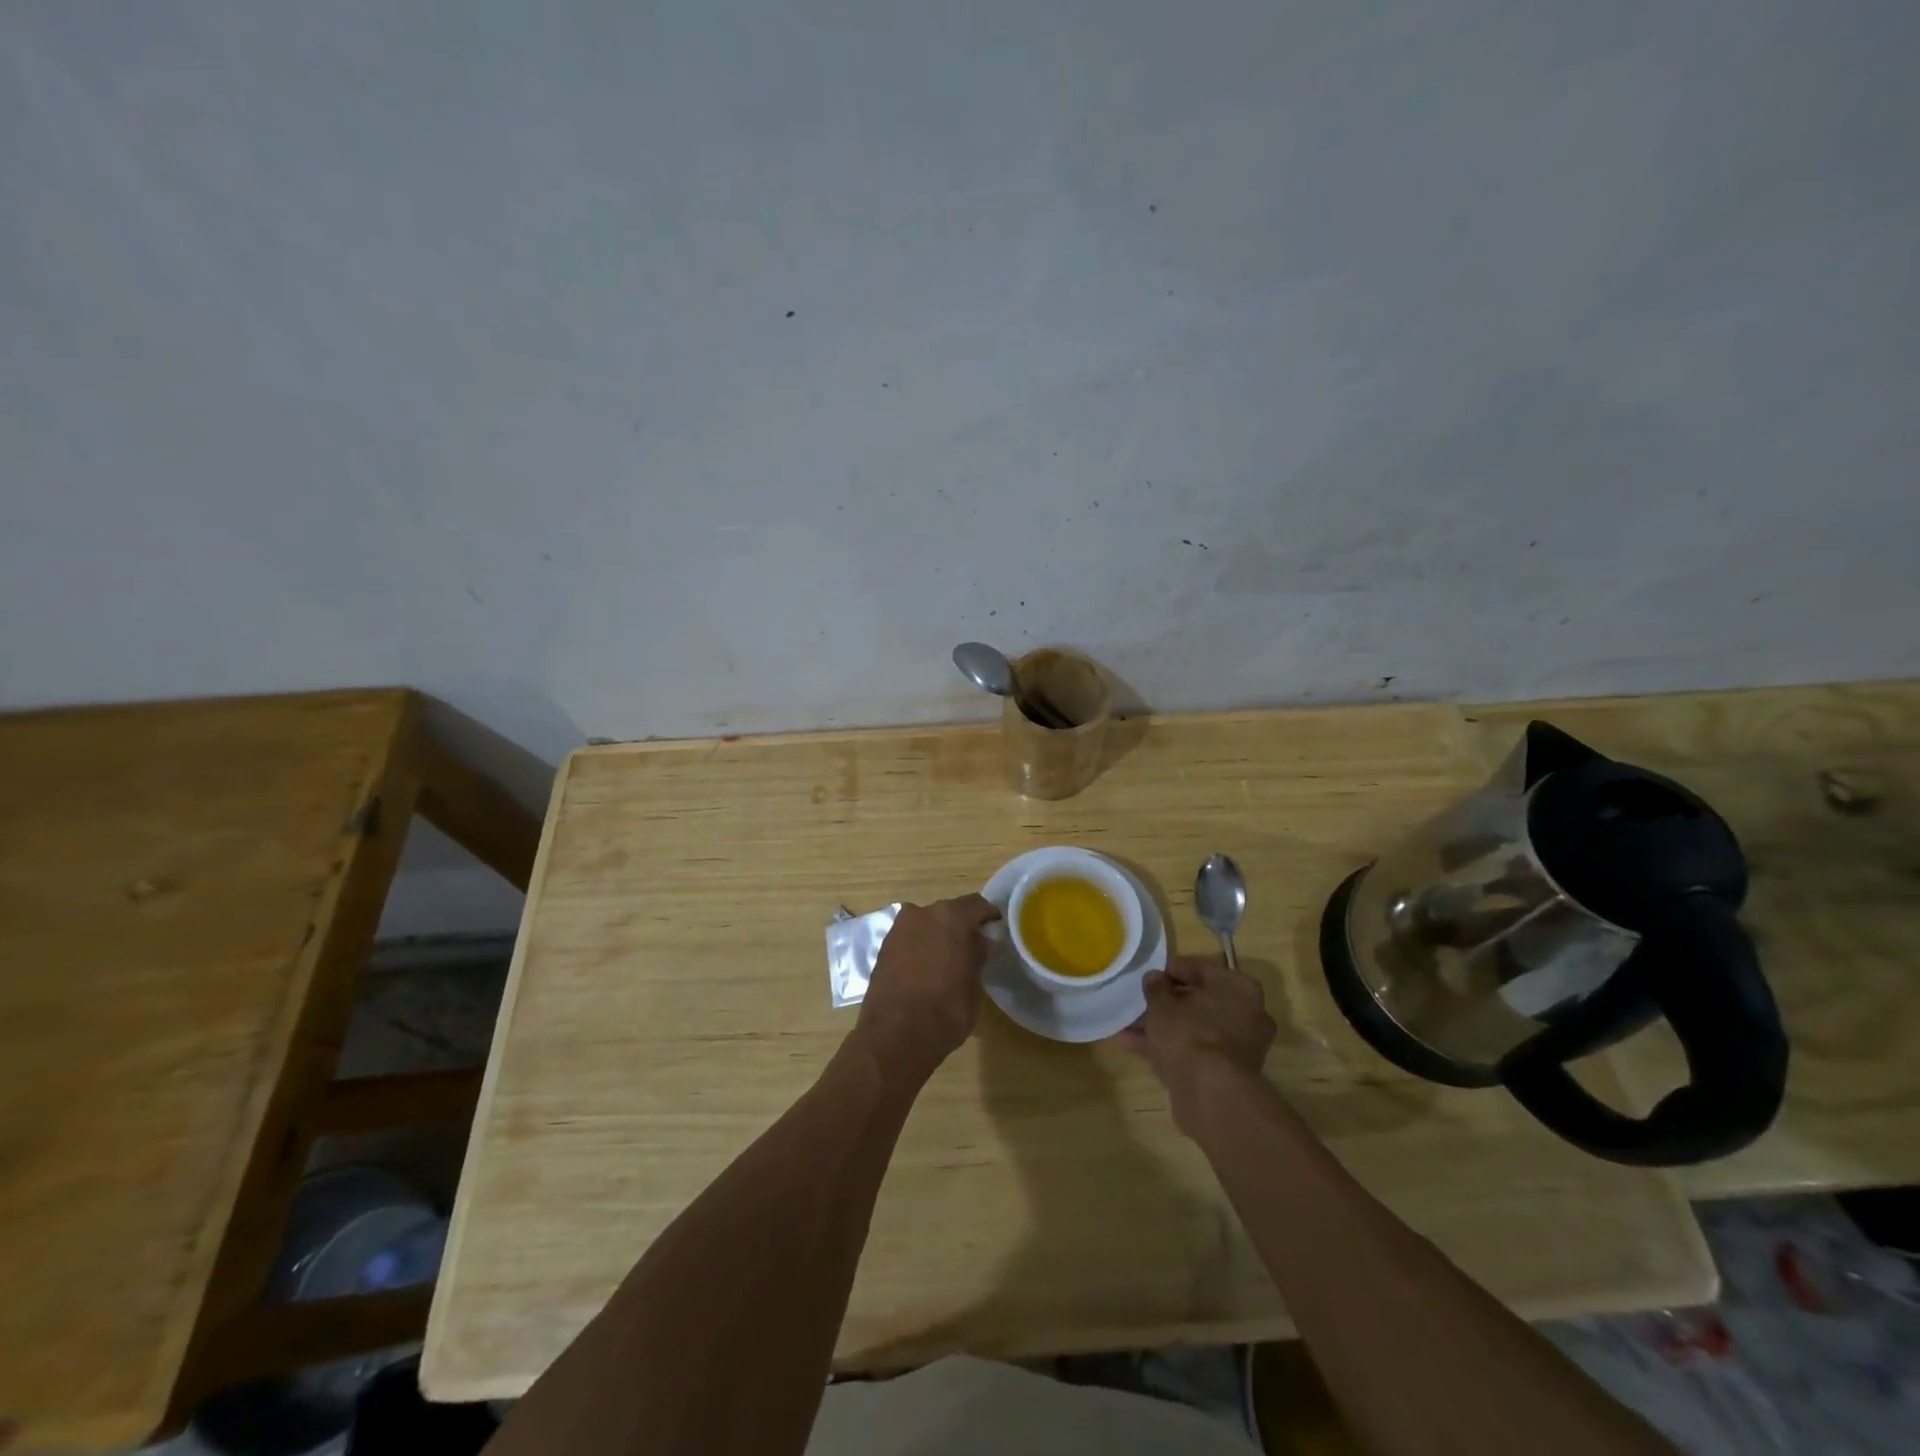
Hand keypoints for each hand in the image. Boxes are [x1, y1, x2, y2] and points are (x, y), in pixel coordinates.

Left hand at [854, 894, 1001, 1081]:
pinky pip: (910, 939)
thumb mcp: (973, 983)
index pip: (976, 905)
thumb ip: (979, 955)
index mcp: (950, 916)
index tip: (996, 931)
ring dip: (938, 936)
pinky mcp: (883, 947)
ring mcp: (898, 929)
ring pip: (926, 925)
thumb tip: (983, 940)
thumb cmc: (946, 1009)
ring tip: (948, 961)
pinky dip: (920, 947)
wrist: (895, 1036)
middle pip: (948, 913)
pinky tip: (927, 969)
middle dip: (961, 927)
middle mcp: (921, 913)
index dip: (989, 917)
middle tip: (973, 948)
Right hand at [1116, 954, 1275, 1133]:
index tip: (1149, 975)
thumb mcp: (1162, 1003)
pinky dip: (1170, 1048)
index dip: (1172, 970)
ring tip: (1128, 1027)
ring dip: (1164, 1027)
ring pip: (1195, 1028)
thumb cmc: (1189, 1033)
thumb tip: (1155, 978)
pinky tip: (1134, 1047)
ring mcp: (1240, 1046)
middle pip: (1200, 1001)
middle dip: (1168, 1003)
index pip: (1201, 969)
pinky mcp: (1227, 1073)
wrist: (1210, 1094)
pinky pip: (1195, 1051)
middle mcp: (1248, 1014)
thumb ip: (1156, 986)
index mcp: (1239, 988)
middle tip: (1141, 1002)